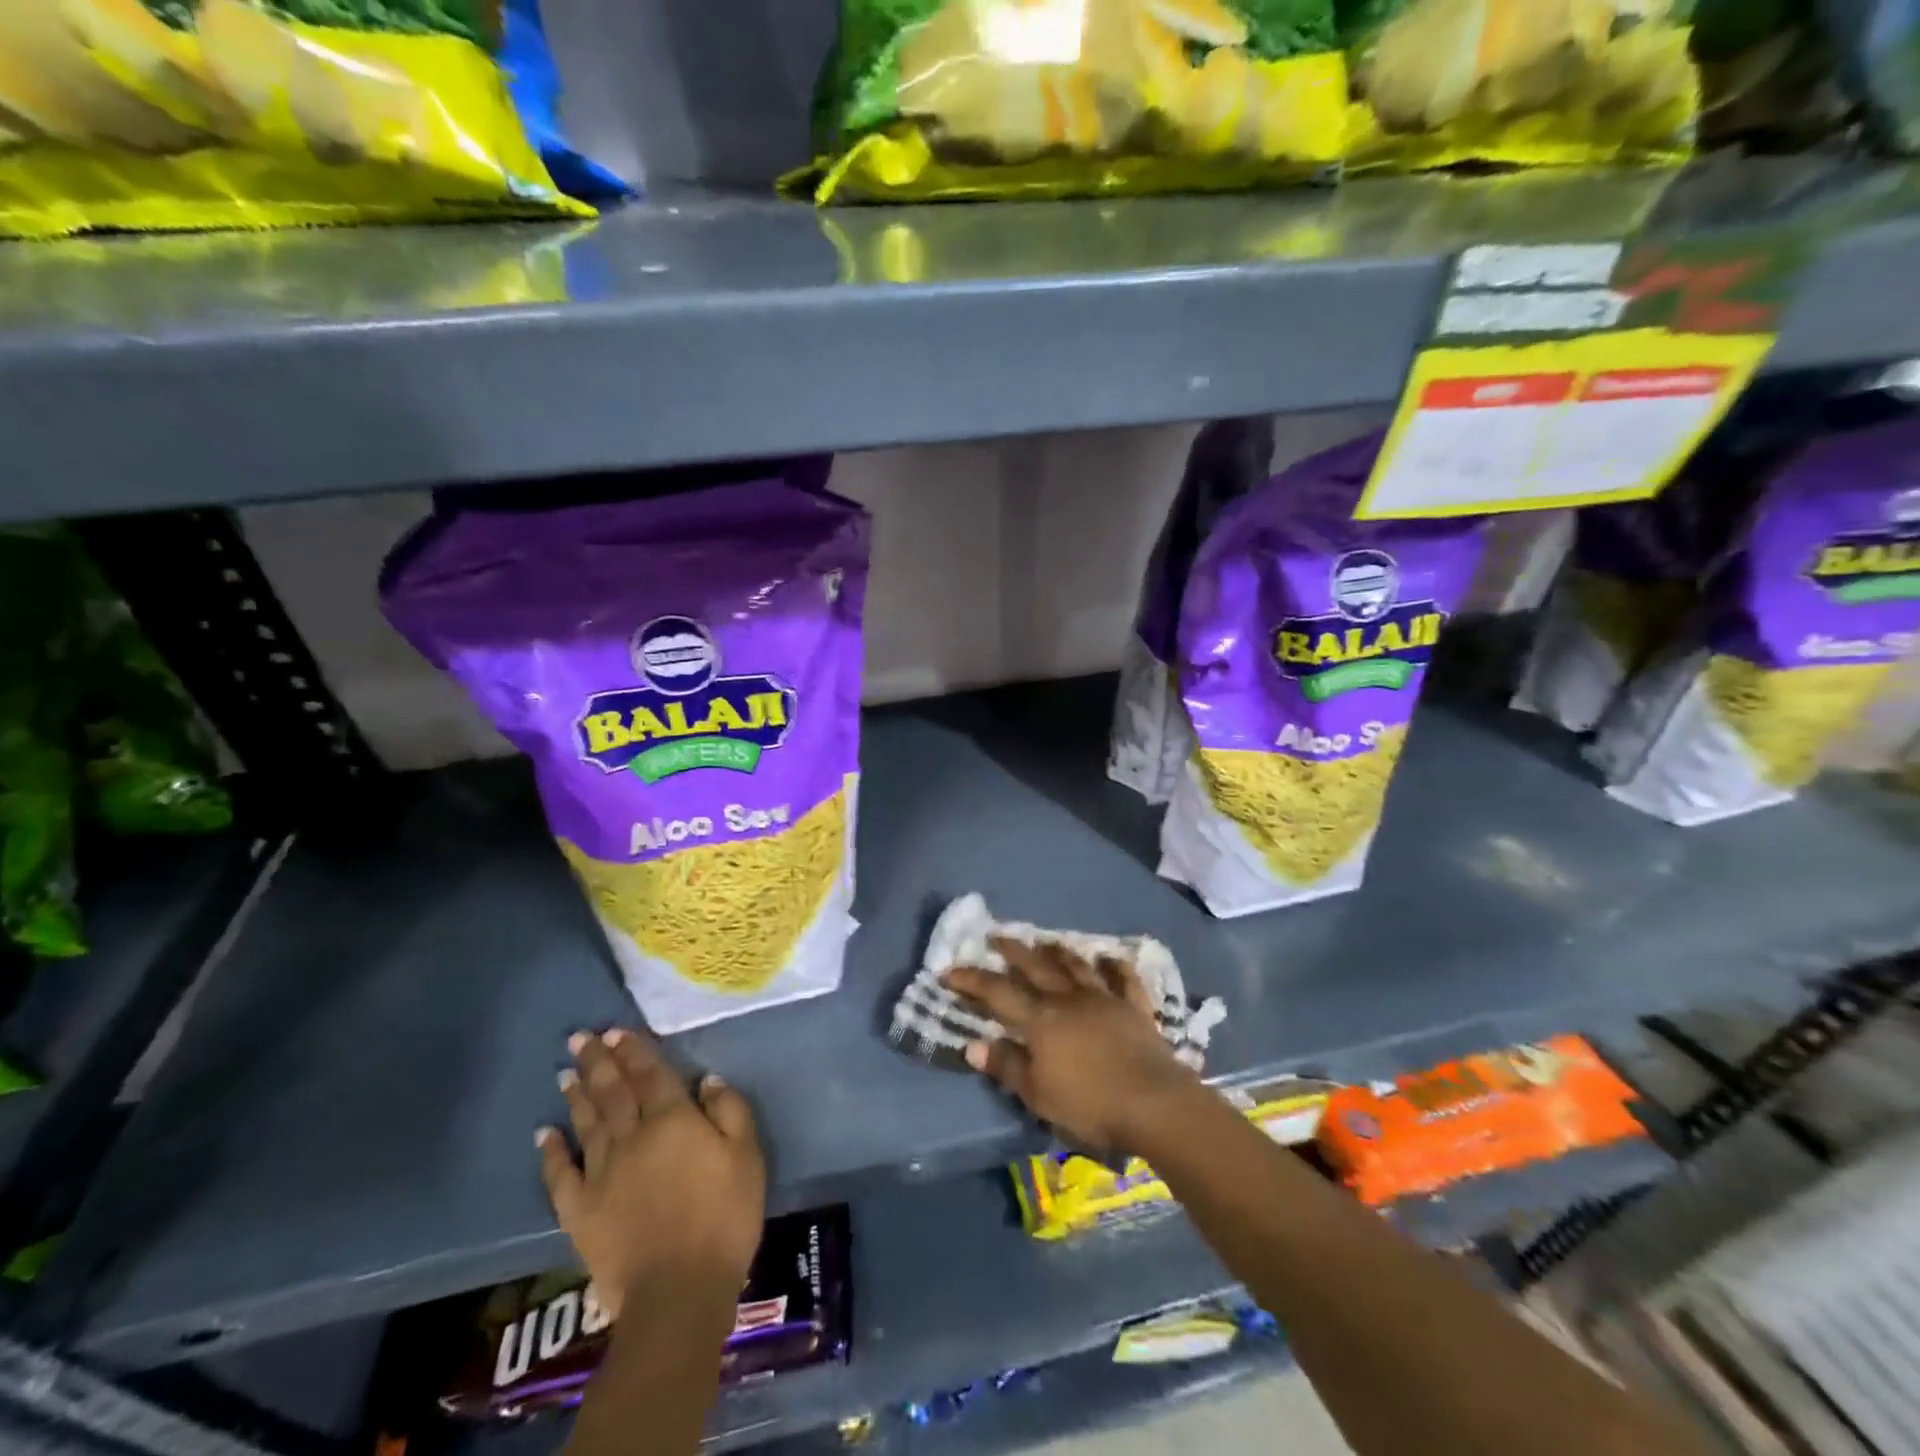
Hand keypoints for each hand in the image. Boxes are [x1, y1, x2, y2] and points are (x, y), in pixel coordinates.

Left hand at [538, 1028, 765, 1322]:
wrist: (679, 1289)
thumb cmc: (724, 1215)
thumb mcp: (746, 1154)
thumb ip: (729, 1110)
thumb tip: (706, 1079)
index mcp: (672, 1119)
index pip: (650, 1074)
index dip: (634, 1050)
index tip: (617, 1030)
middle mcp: (632, 1136)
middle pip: (612, 1091)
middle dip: (597, 1061)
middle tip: (580, 1037)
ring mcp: (601, 1173)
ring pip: (586, 1123)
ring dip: (576, 1094)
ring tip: (565, 1071)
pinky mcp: (580, 1210)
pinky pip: (561, 1174)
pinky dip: (551, 1151)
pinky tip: (544, 1133)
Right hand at [944, 936, 1198, 1152]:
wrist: (1154, 1103)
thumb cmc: (1090, 1104)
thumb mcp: (1039, 1094)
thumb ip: (1007, 1066)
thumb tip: (973, 1044)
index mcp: (1041, 1020)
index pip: (998, 993)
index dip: (972, 980)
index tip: (950, 970)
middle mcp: (1069, 999)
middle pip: (1036, 967)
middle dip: (1012, 950)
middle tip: (995, 935)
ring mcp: (1104, 999)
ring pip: (1076, 966)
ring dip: (1057, 951)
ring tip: (1044, 941)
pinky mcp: (1135, 1007)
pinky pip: (1123, 978)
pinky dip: (1114, 965)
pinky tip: (1108, 957)